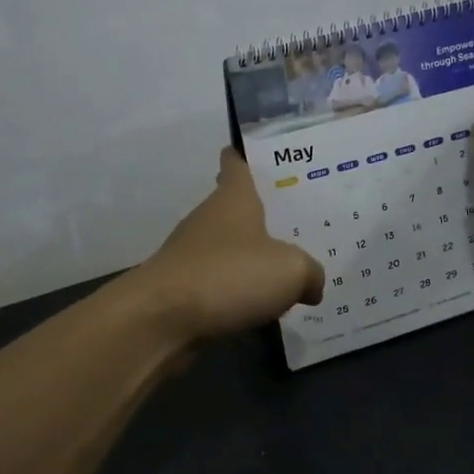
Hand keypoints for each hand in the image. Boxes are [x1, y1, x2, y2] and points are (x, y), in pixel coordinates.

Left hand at [130, 147, 324, 341]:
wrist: (161, 320)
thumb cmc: (229, 276)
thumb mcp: (290, 270)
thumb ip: (310, 272)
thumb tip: (312, 284)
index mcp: (233, 200)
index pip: (235, 165)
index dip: (244, 156)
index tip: (254, 153)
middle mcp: (208, 220)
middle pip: (234, 209)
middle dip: (260, 215)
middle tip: (297, 222)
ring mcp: (190, 255)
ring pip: (227, 249)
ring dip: (249, 259)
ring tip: (285, 272)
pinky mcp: (182, 289)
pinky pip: (219, 285)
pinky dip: (236, 293)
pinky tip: (259, 309)